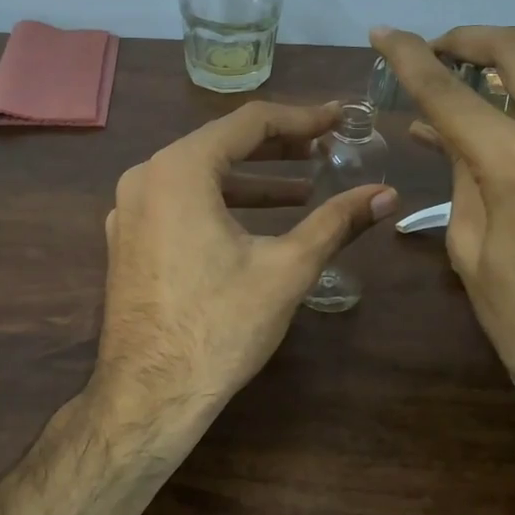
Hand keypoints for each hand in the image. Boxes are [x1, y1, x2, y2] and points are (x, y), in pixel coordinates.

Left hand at [95, 101, 397, 441]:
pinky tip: (255, 223)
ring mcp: (129, 211)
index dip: (300, 119)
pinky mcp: (127, 241)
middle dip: (277, 148)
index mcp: (179, 170)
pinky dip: (220, 203)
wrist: (149, 395)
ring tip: (302, 188)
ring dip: (251, 179)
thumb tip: (386, 194)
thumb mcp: (286, 268)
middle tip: (324, 150)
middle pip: (220, 144)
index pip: (249, 123)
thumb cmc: (220, 326)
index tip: (337, 119)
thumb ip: (335, 222)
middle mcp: (145, 177)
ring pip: (198, 176)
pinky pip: (178, 203)